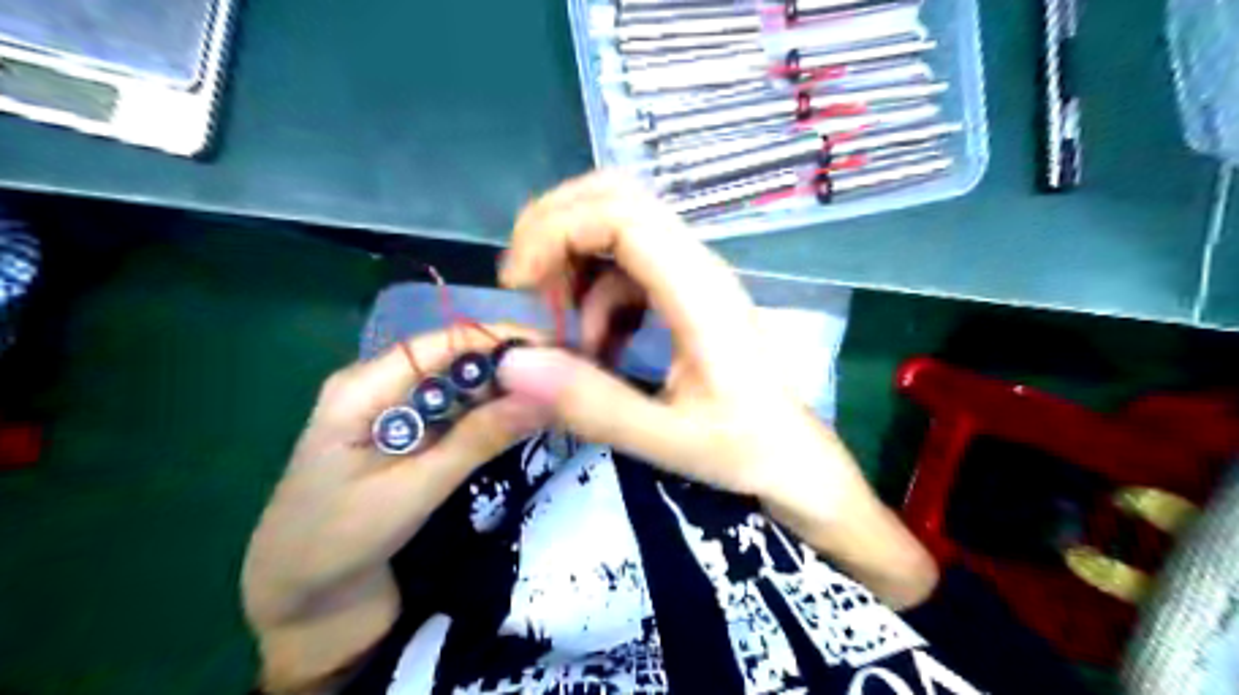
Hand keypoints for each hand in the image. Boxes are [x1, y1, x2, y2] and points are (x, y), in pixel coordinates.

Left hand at [246, 323, 542, 690]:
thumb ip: (476, 441)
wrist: (299, 601)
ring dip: (506, 390)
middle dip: (510, 366)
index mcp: (364, 387)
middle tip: (569, 378)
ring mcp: (397, 413)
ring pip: (462, 387)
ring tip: (558, 396)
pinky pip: (458, 415)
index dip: (501, 339)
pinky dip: (491, 415)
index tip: (557, 350)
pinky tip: (526, 418)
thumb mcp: (412, 490)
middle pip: (456, 360)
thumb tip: (542, 396)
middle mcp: (382, 387)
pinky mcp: (412, 438)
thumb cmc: (337, 542)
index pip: (443, 343)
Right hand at [498, 171, 935, 607]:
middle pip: (616, 199)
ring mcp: (691, 277)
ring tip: (568, 334)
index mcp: (699, 292)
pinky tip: (600, 348)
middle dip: (555, 229)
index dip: (556, 230)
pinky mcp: (684, 294)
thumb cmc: (746, 449)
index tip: (517, 283)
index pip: (621, 215)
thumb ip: (594, 405)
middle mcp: (696, 268)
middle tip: (527, 286)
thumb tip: (513, 363)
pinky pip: (625, 271)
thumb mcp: (668, 440)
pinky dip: (596, 298)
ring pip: (616, 229)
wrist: (792, 458)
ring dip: (574, 268)